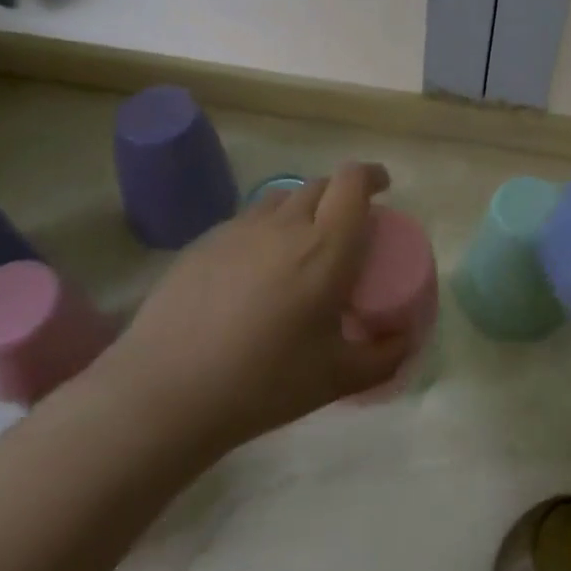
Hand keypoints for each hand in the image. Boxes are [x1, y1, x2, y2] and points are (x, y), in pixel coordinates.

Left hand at [89, 162, 412, 460]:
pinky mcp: (203, 244)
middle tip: (346, 230)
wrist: (163, 394)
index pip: (353, 181)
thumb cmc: (262, 383)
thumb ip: (385, 356)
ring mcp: (238, 230)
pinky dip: (265, 232)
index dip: (371, 176)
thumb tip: (408, 338)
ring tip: (301, 246)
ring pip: (281, 199)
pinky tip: (255, 274)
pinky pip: (247, 222)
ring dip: (302, 210)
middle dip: (341, 196)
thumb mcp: (337, 378)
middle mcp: (284, 225)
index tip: (382, 188)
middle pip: (320, 185)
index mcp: (325, 247)